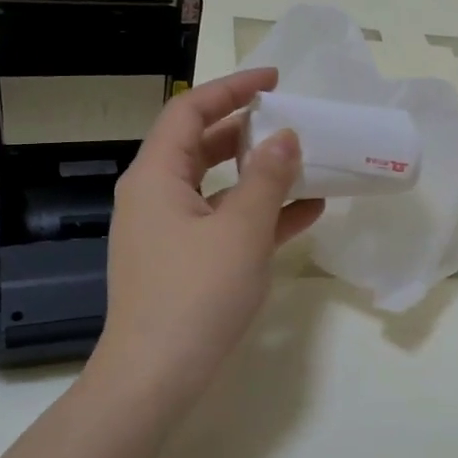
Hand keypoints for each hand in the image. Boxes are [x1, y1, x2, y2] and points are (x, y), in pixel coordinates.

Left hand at [90, 68, 324, 410]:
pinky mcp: (181, 262)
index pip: (190, 110)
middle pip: (200, 145)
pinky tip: (303, 215)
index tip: (274, 79)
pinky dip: (256, 214)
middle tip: (290, 120)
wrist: (155, 378)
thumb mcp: (240, 230)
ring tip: (304, 164)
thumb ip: (267, 178)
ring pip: (215, 186)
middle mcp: (154, 195)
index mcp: (156, 176)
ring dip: (257, 174)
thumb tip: (284, 137)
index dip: (231, 88)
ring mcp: (166, 231)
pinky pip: (220, 222)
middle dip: (246, 129)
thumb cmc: (195, 295)